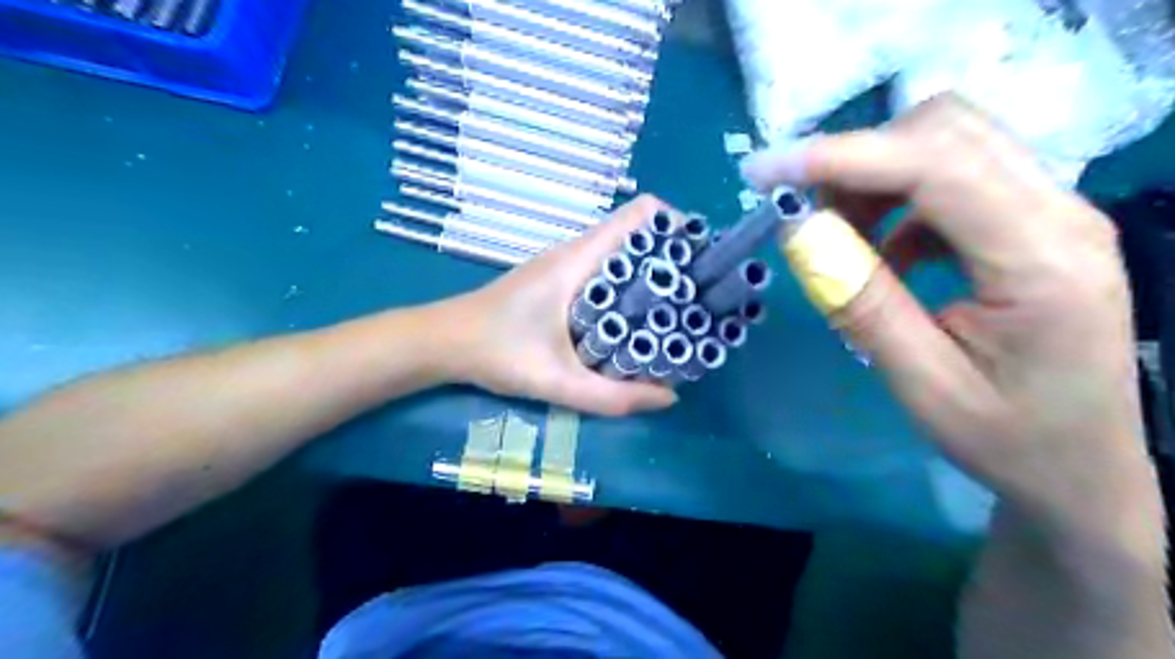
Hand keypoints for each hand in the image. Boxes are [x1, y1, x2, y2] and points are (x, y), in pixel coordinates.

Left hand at [432, 193, 675, 415]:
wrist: (443, 341)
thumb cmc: (496, 352)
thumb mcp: (556, 381)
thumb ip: (612, 396)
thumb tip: (669, 397)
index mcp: (578, 260)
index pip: (640, 215)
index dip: (677, 227)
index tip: (701, 260)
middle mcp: (575, 252)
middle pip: (638, 234)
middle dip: (673, 258)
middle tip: (698, 294)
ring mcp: (565, 264)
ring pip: (622, 254)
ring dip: (651, 274)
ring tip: (677, 309)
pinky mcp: (557, 280)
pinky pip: (605, 270)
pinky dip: (628, 286)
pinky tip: (635, 320)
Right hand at [738, 93, 1159, 543]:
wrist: (1080, 463)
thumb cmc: (1007, 436)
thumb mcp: (921, 382)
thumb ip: (861, 302)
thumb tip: (799, 231)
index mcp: (1040, 258)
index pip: (935, 165)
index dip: (841, 156)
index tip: (765, 173)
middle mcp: (1059, 211)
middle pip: (946, 130)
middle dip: (858, 159)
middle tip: (806, 214)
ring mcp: (1051, 210)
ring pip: (948, 144)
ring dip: (876, 178)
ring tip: (842, 238)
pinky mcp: (1031, 220)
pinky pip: (953, 177)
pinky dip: (898, 201)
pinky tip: (886, 254)